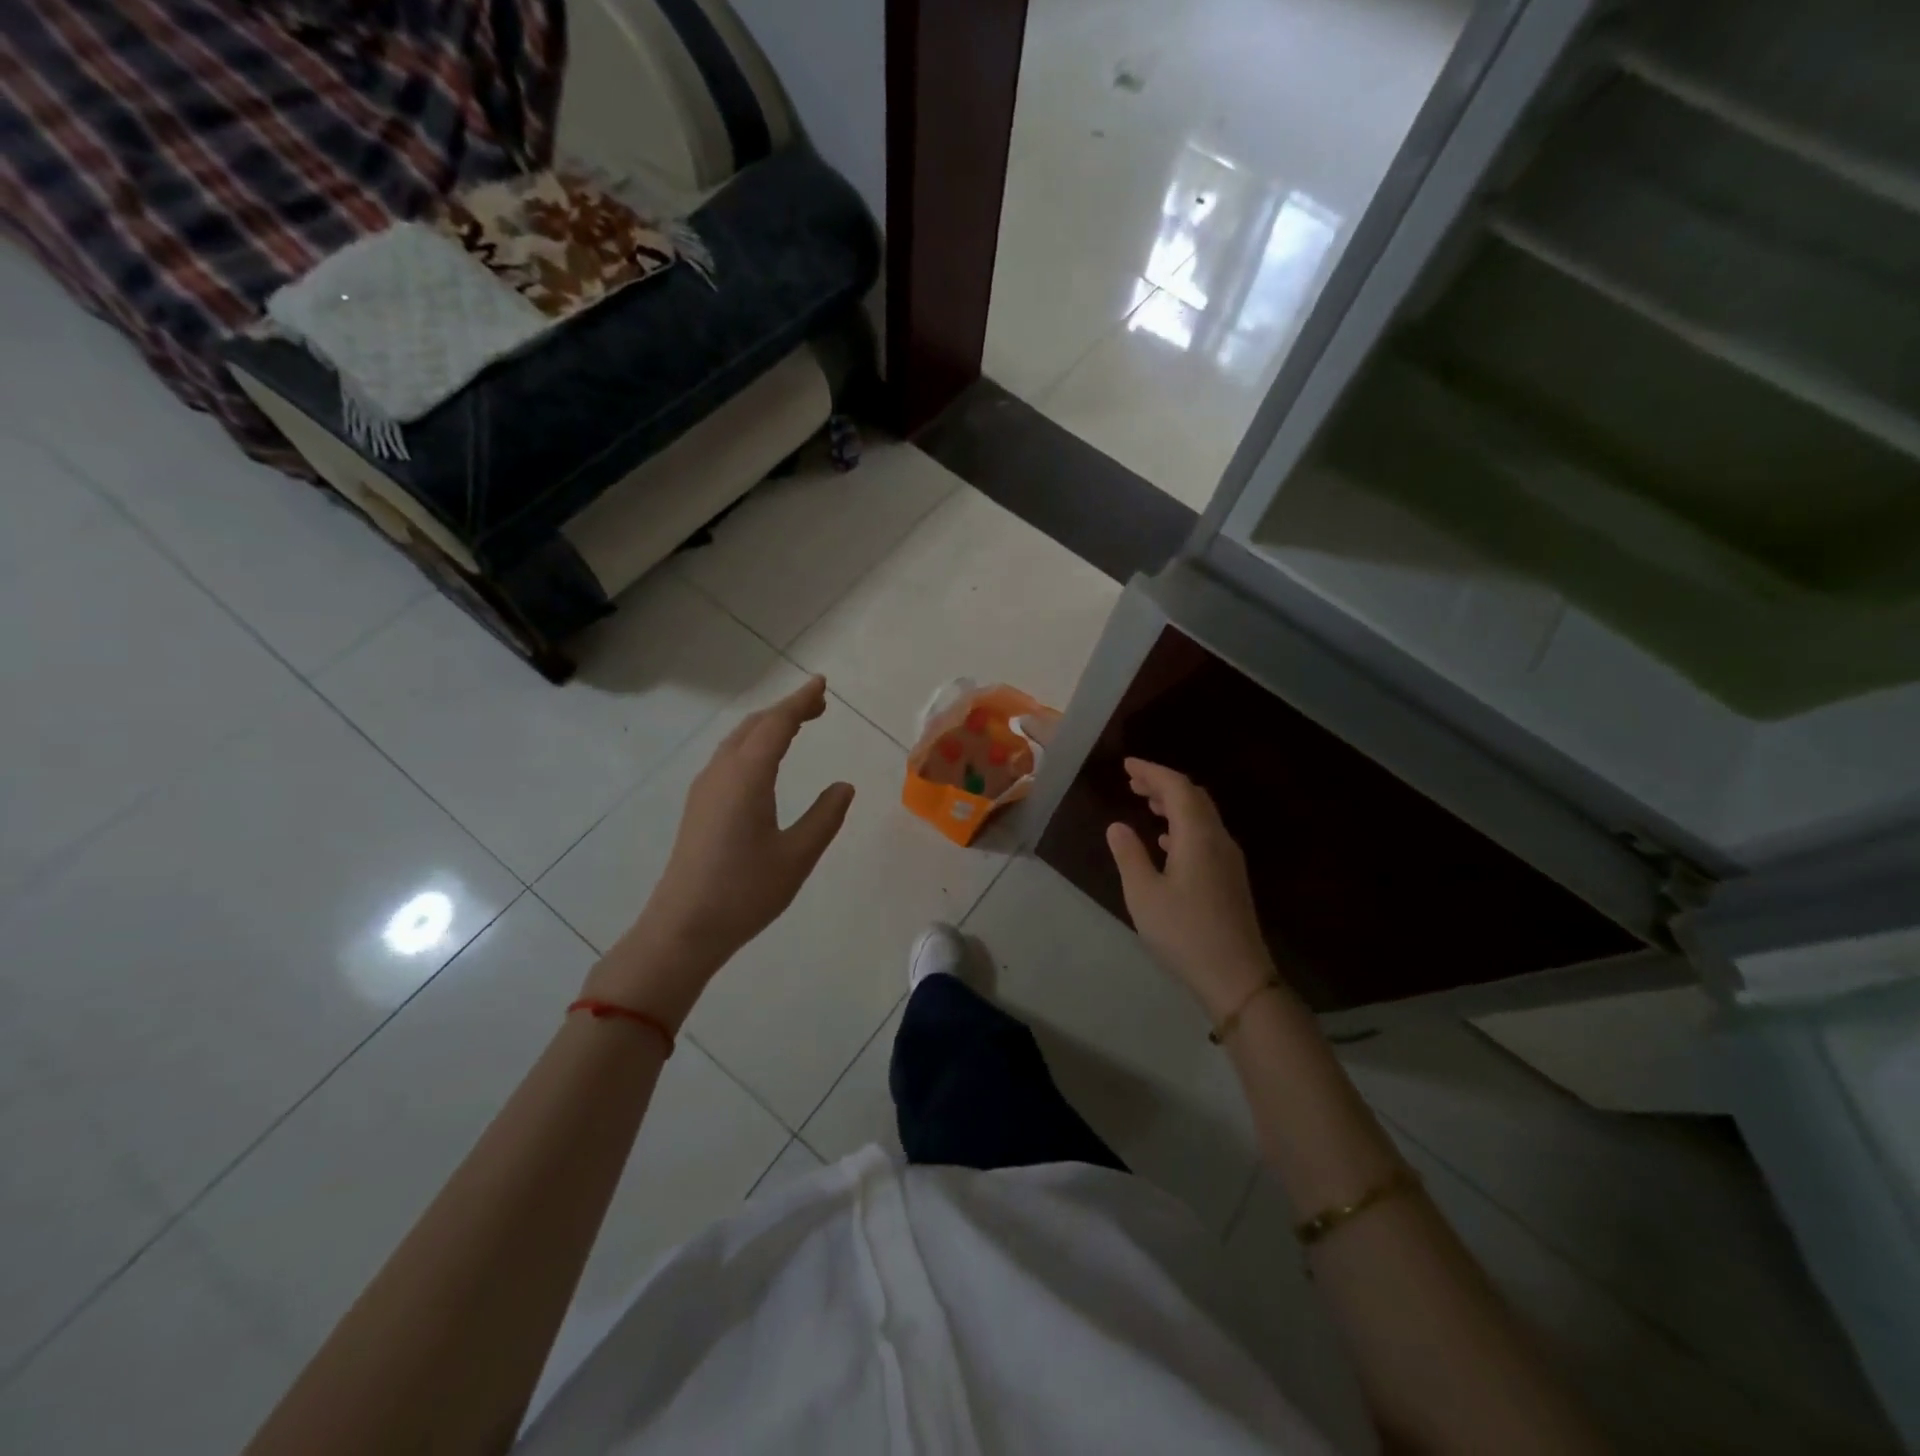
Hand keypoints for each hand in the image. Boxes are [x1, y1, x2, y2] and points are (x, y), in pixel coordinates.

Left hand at [587, 677, 854, 1023]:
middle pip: (754, 726)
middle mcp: (721, 773)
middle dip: (786, 710)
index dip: (800, 701)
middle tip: (818, 706)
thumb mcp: (797, 856)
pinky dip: (753, 744)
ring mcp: (705, 788)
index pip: (776, 725)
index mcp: (747, 777)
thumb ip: (824, 817)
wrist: (683, 928)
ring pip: (738, 740)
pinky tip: (763, 762)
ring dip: (767, 726)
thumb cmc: (744, 892)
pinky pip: (728, 757)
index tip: (821, 684)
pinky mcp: (699, 806)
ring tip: (796, 726)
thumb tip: (843, 786)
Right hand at [1106, 758, 1280, 1021]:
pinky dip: (1183, 826)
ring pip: (1202, 816)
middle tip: (1133, 782)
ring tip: (1145, 803)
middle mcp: (1218, 839)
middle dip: (1163, 784)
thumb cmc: (1184, 933)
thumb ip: (1129, 855)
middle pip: (1194, 797)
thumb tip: (1117, 826)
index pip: (1177, 788)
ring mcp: (1229, 859)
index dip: (1152, 771)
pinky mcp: (1230, 878)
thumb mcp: (1144, 894)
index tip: (1127, 765)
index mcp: (1198, 836)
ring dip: (1174, 804)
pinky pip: (1206, 835)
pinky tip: (1166, 841)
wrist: (1237, 977)